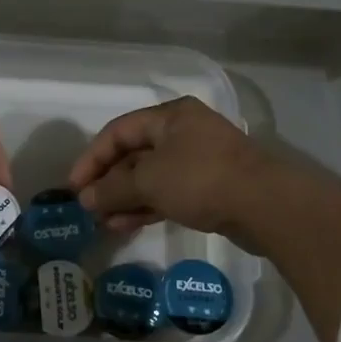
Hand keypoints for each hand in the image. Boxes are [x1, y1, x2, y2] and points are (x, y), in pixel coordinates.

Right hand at [69, 97, 290, 248]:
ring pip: (151, 177)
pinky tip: (126, 225)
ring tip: (103, 222)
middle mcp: (183, 132)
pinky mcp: (209, 188)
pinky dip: (146, 206)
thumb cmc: (201, 179)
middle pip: (134, 154)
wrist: (266, 206)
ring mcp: (198, 161)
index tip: (74, 187)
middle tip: (88, 208)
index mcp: (170, 116)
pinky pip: (168, 193)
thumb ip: (113, 189)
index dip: (92, 158)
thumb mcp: (149, 181)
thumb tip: (85, 200)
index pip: (118, 131)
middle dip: (108, 182)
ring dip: (125, 198)